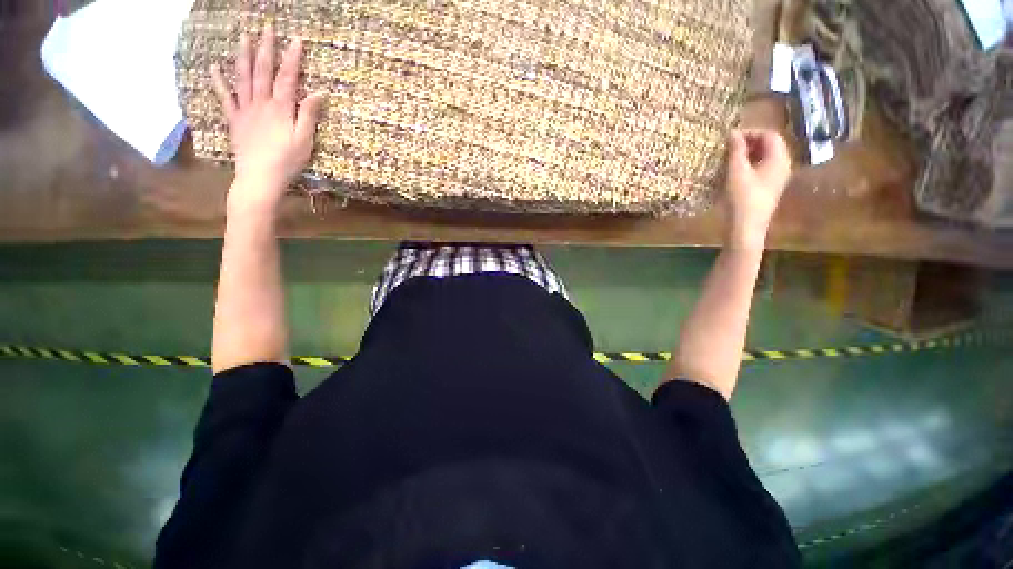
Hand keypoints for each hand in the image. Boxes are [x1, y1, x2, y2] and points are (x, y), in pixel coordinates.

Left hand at [211, 24, 323, 215]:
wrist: (260, 176)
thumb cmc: (287, 161)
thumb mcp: (305, 140)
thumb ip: (308, 115)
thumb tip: (318, 93)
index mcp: (281, 108)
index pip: (287, 78)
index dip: (292, 58)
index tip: (296, 39)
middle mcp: (261, 103)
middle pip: (263, 71)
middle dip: (266, 48)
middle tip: (267, 28)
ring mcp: (245, 109)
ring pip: (243, 78)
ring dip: (243, 56)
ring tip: (244, 38)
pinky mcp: (234, 119)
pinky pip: (225, 97)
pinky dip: (219, 81)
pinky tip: (215, 67)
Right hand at [723, 129, 791, 249]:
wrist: (746, 227)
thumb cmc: (742, 198)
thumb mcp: (737, 172)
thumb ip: (736, 150)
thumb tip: (733, 132)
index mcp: (779, 159)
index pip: (770, 135)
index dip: (751, 133)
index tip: (731, 138)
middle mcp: (782, 165)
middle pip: (769, 145)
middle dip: (749, 143)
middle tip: (729, 147)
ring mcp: (776, 178)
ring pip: (764, 158)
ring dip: (748, 154)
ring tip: (729, 159)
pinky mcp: (768, 189)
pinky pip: (761, 169)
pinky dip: (749, 165)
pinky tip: (734, 173)